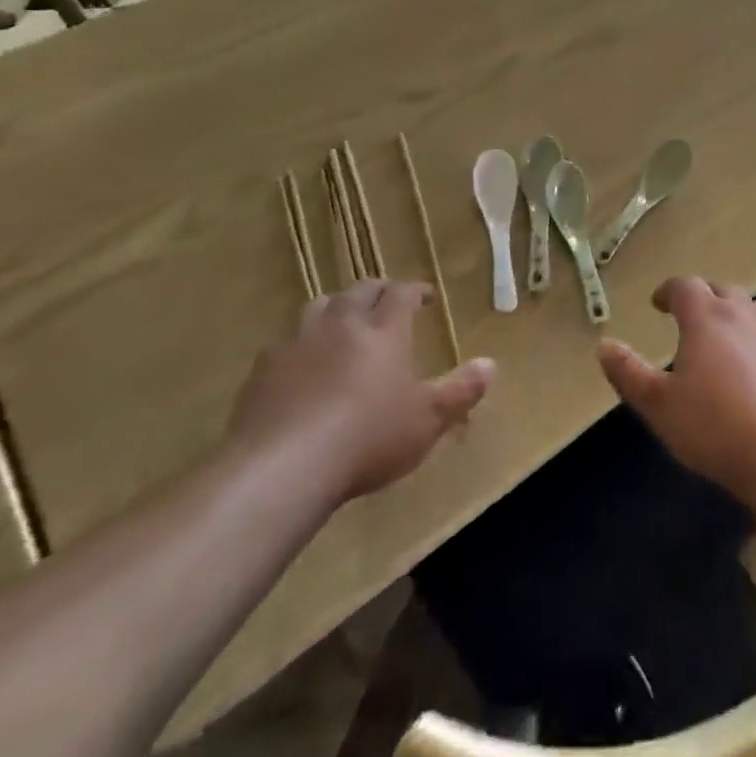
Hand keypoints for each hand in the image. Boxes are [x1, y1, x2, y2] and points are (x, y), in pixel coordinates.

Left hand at [229, 279, 494, 502]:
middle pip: (360, 291)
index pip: (401, 293)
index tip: (426, 296)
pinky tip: (302, 365)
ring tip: (344, 322)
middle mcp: (341, 323)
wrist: (282, 466)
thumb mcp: (426, 421)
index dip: (416, 290)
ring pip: (320, 306)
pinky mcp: (264, 368)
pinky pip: (286, 342)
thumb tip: (490, 364)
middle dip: (378, 291)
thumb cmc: (367, 439)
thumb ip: (460, 391)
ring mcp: (298, 342)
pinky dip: (302, 343)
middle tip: (388, 302)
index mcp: (383, 330)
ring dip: (337, 308)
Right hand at [598, 277, 755, 512]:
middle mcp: (747, 315)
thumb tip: (604, 345)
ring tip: (727, 344)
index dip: (669, 291)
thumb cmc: (718, 430)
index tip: (659, 303)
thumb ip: (629, 374)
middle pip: (723, 292)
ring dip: (738, 320)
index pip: (685, 287)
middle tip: (692, 321)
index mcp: (708, 318)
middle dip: (705, 300)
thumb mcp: (660, 407)